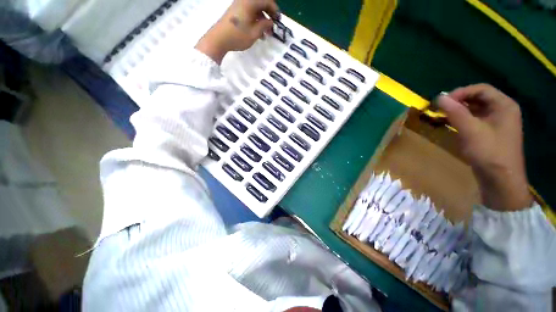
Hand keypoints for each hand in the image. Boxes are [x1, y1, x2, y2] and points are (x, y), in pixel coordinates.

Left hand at [195, 0, 279, 63]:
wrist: (218, 39)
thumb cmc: (238, 36)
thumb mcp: (254, 33)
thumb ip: (264, 25)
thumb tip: (270, 21)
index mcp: (250, 2)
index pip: (266, 1)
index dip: (274, 10)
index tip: (278, 20)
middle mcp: (244, 1)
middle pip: (261, 4)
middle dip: (268, 16)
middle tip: (273, 28)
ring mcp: (239, 6)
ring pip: (255, 10)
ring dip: (262, 21)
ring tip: (266, 35)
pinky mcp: (235, 13)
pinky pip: (249, 13)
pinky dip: (255, 21)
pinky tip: (258, 33)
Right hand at [437, 84, 532, 210]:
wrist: (500, 180)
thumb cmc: (489, 152)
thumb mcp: (471, 130)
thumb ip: (455, 112)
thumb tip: (439, 97)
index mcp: (504, 105)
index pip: (481, 89)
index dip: (460, 92)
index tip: (442, 102)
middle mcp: (503, 110)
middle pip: (478, 98)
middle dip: (458, 101)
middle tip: (440, 108)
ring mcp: (498, 122)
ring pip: (476, 109)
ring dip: (458, 111)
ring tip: (442, 116)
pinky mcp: (491, 132)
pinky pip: (475, 120)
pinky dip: (462, 120)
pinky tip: (451, 124)